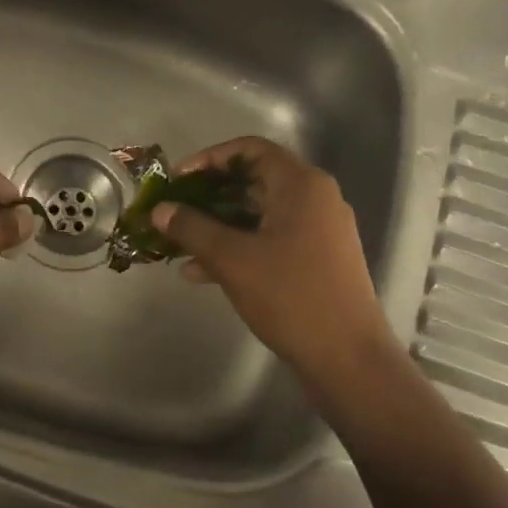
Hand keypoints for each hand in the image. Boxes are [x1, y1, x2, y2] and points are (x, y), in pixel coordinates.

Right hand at [151, 137, 392, 391]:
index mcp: (300, 184)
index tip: (177, 180)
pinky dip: (238, 247)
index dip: (209, 159)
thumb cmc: (290, 296)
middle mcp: (314, 198)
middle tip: (174, 211)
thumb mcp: (232, 259)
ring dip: (218, 225)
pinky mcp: (317, 258)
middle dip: (208, 195)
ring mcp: (319, 230)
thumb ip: (191, 228)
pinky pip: (270, 238)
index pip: (249, 149)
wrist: (348, 358)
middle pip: (253, 180)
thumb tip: (159, 210)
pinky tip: (202, 272)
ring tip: (178, 246)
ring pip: (258, 213)